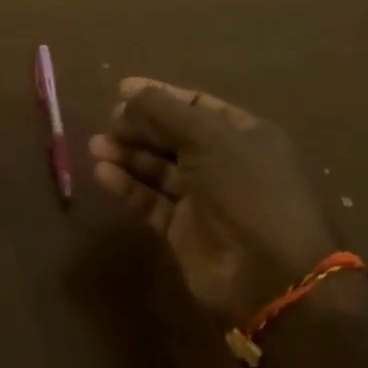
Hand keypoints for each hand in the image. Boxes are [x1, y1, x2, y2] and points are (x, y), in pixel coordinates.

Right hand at [91, 78, 340, 325]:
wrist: (271, 277)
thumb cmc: (246, 190)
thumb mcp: (208, 137)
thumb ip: (163, 111)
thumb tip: (127, 95)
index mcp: (244, 135)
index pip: (195, 104)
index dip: (159, 95)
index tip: (120, 91)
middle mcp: (224, 163)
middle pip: (172, 136)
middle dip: (139, 127)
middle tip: (108, 123)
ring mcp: (204, 199)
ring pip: (158, 168)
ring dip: (128, 154)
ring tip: (96, 147)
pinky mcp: (184, 231)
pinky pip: (151, 200)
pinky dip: (128, 186)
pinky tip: (103, 173)